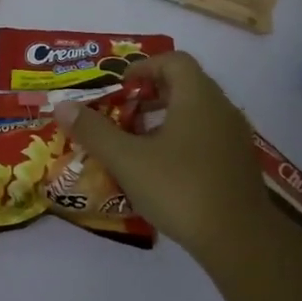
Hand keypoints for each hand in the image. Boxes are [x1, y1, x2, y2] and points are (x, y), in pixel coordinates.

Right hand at [54, 52, 272, 261]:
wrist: (240, 240)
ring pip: (197, 112)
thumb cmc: (181, 188)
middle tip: (122, 113)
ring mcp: (235, 137)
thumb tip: (61, 106)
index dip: (143, 67)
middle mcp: (222, 108)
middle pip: (185, 84)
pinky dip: (183, 139)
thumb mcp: (128, 160)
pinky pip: (207, 136)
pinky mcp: (240, 163)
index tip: (119, 88)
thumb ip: (94, 131)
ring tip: (137, 142)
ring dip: (165, 118)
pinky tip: (163, 170)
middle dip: (150, 94)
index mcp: (198, 96)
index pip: (173, 60)